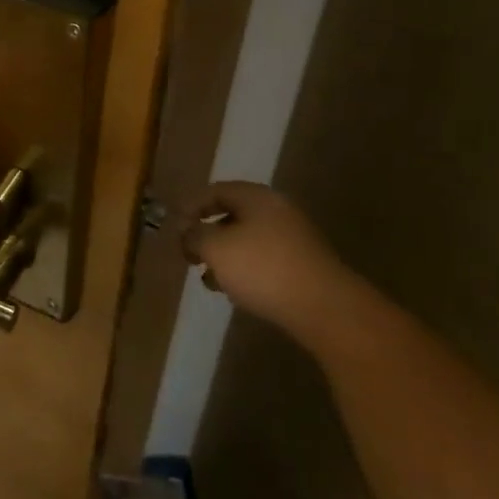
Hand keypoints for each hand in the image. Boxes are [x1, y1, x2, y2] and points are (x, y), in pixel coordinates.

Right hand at [183, 181, 354, 331]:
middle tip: (190, 255)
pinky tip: (235, 291)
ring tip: (209, 279)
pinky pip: (264, 259)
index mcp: (255, 197)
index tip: (175, 228)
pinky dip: (244, 270)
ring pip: (247, 240)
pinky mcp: (303, 265)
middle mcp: (276, 210)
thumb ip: (194, 235)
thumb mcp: (215, 248)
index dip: (191, 206)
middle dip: (207, 235)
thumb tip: (187, 232)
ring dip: (224, 256)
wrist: (324, 307)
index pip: (215, 191)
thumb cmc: (262, 268)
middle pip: (232, 215)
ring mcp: (293, 238)